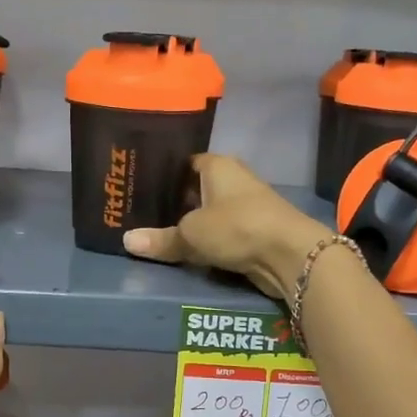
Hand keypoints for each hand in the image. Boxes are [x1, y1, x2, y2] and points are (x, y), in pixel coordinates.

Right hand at [122, 154, 333, 299]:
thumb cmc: (237, 227)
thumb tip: (126, 241)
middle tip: (141, 213)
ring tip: (157, 232)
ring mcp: (246, 205)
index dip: (163, 174)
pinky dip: (207, 240)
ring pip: (209, 212)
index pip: (184, 162)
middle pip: (196, 188)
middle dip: (174, 201)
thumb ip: (160, 238)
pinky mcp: (254, 231)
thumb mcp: (191, 233)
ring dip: (191, 223)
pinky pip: (222, 232)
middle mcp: (233, 179)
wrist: (290, 254)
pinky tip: (187, 249)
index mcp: (217, 165)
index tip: (139, 186)